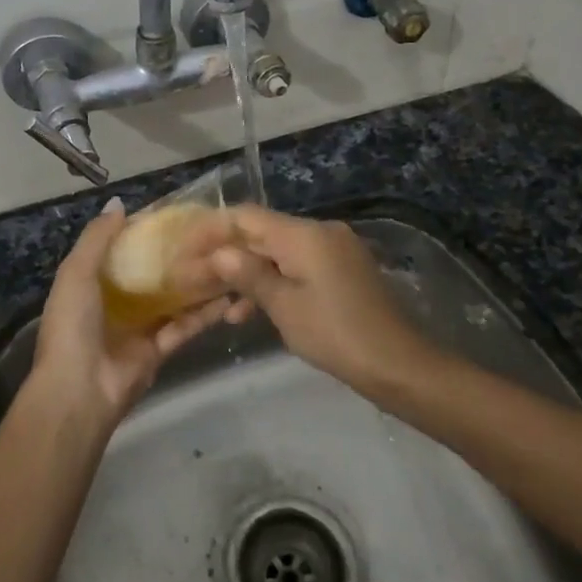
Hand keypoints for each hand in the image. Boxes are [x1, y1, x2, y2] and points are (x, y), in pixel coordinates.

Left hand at [30, 198, 225, 427]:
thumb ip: (97, 239)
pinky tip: (230, 295)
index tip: (176, 212)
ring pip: (172, 298)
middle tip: (210, 233)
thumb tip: (119, 203)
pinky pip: (184, 327)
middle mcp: (116, 301)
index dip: (145, 230)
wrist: (79, 391)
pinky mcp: (159, 350)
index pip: (122, 248)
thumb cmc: (73, 325)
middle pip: (151, 272)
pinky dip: (204, 313)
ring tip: (227, 258)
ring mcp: (139, 327)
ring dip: (196, 281)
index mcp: (91, 282)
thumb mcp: (76, 274)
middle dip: (176, 255)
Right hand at [175, 207, 434, 397]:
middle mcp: (318, 232)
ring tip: (212, 299)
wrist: (398, 364)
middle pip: (260, 233)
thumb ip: (249, 275)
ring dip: (246, 272)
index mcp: (304, 234)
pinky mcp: (340, 271)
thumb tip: (219, 253)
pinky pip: (296, 267)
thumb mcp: (285, 307)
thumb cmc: (336, 334)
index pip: (246, 217)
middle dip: (225, 254)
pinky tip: (246, 311)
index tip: (183, 249)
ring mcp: (332, 250)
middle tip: (191, 277)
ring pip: (276, 252)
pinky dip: (272, 282)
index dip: (211, 230)